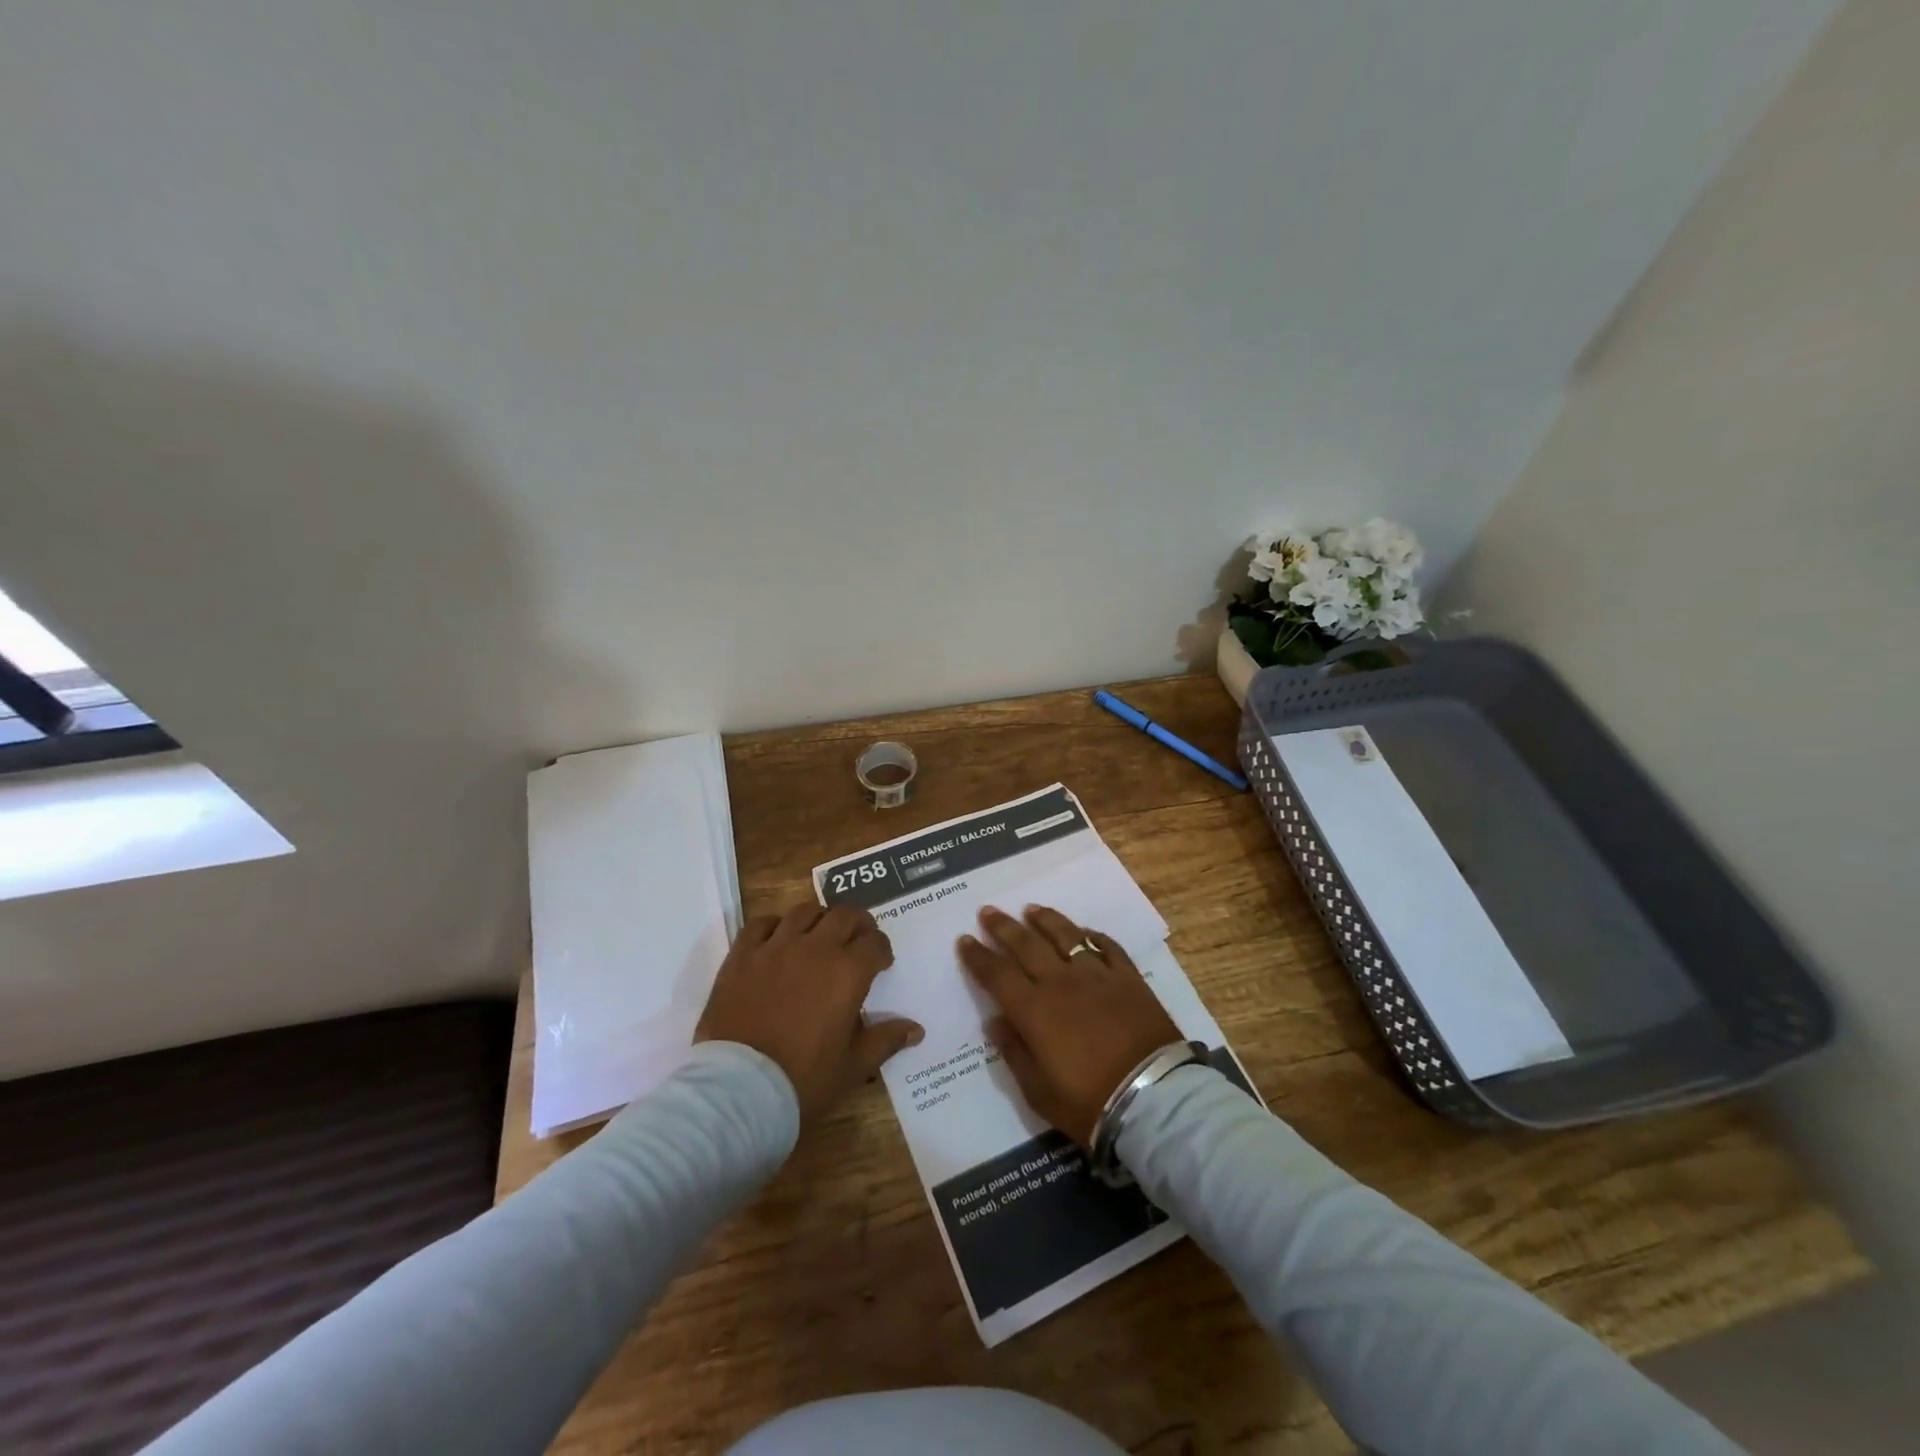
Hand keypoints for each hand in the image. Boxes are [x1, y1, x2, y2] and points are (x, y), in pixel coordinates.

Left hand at [696, 903, 923, 1122]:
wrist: (739, 1091)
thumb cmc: (804, 1080)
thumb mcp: (854, 1066)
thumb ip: (886, 1040)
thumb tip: (916, 1029)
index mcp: (848, 972)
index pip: (875, 942)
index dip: (882, 950)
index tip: (881, 963)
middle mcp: (815, 949)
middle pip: (844, 916)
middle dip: (857, 924)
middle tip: (857, 941)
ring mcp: (775, 948)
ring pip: (804, 912)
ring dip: (819, 920)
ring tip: (819, 936)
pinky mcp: (742, 956)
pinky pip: (761, 924)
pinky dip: (775, 925)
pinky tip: (778, 939)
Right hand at [958, 905, 1181, 1145]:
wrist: (1154, 1098)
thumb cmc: (1089, 1103)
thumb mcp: (1039, 1092)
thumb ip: (1014, 1052)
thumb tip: (996, 1021)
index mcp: (1033, 1010)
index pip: (996, 974)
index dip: (978, 956)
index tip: (964, 940)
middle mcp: (1061, 982)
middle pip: (1026, 945)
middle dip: (1003, 927)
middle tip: (988, 911)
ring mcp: (1097, 975)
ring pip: (1066, 936)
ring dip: (1045, 920)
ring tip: (1031, 909)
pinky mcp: (1129, 978)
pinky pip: (1107, 947)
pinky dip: (1093, 936)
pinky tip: (1085, 931)